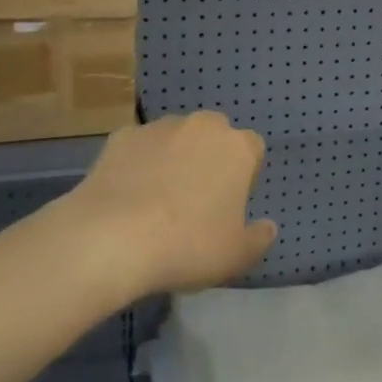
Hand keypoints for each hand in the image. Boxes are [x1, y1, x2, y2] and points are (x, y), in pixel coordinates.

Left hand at [68, 112, 274, 296]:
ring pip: (176, 138)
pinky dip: (138, 163)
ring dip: (174, 158)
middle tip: (196, 200)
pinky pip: (139, 147)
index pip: (253, 149)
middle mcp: (202, 126)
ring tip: (157, 200)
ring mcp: (160, 127)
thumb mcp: (236, 255)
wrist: (112, 238)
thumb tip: (268, 227)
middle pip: (214, 136)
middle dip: (209, 159)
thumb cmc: (187, 245)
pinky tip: (127, 196)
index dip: (245, 175)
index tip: (230, 204)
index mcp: (237, 148)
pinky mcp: (122, 136)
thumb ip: (259, 238)